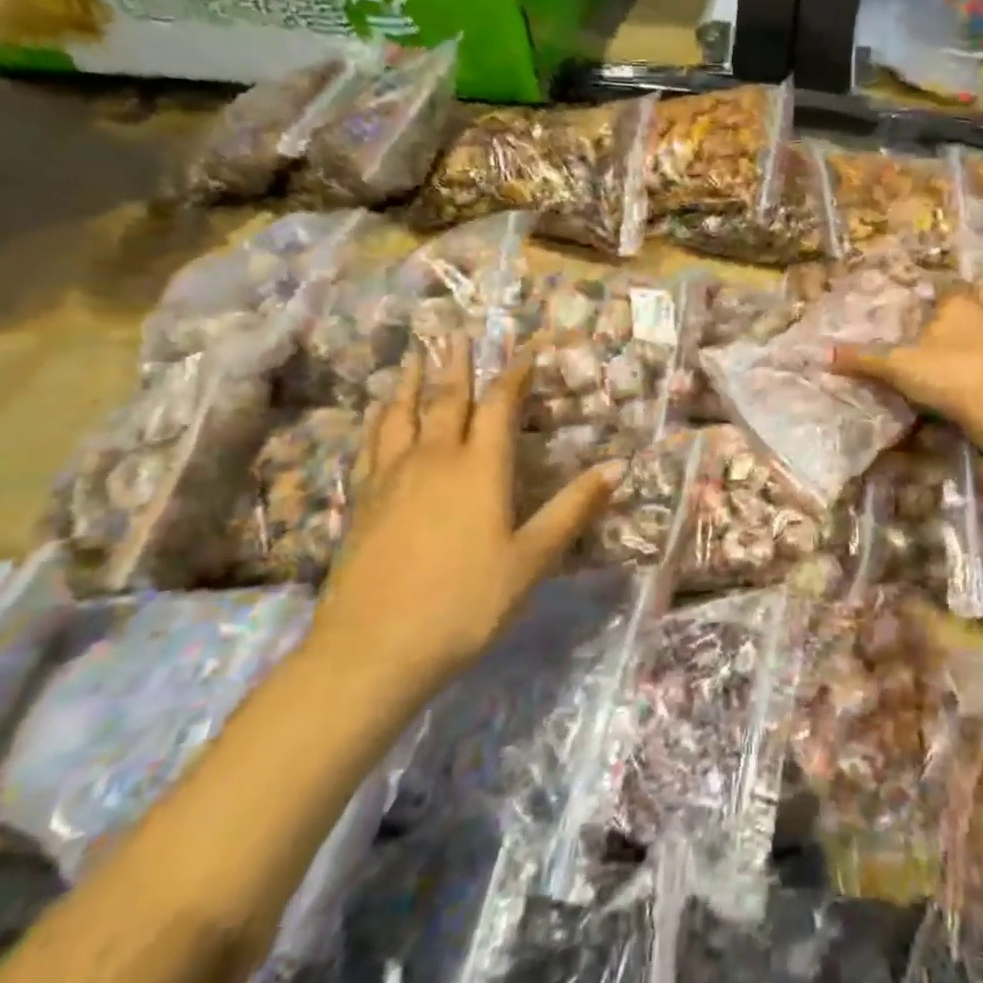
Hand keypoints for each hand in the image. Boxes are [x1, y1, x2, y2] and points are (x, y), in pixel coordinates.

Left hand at [311, 342, 614, 686]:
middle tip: (456, 333)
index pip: (499, 407)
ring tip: (414, 357)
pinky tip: (378, 418)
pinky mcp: (363, 502)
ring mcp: (392, 479)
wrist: (373, 649)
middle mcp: (434, 460)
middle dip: (457, 365)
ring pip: (401, 416)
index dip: (514, 376)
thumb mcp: (532, 559)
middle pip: (447, 400)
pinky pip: (371, 445)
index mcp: (480, 469)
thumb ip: (573, 509)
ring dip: (411, 383)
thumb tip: (619, 466)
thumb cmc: (466, 603)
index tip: (524, 351)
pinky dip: (379, 421)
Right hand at [832, 289, 982, 451]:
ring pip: (974, 339)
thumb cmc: (948, 373)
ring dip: (956, 350)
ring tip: (930, 364)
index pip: (941, 287)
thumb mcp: (898, 366)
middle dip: (938, 325)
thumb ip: (863, 359)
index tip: (905, 311)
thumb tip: (824, 355)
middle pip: (958, 314)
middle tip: (912, 339)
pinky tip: (955, 385)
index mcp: (960, 301)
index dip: (923, 297)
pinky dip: (970, 370)